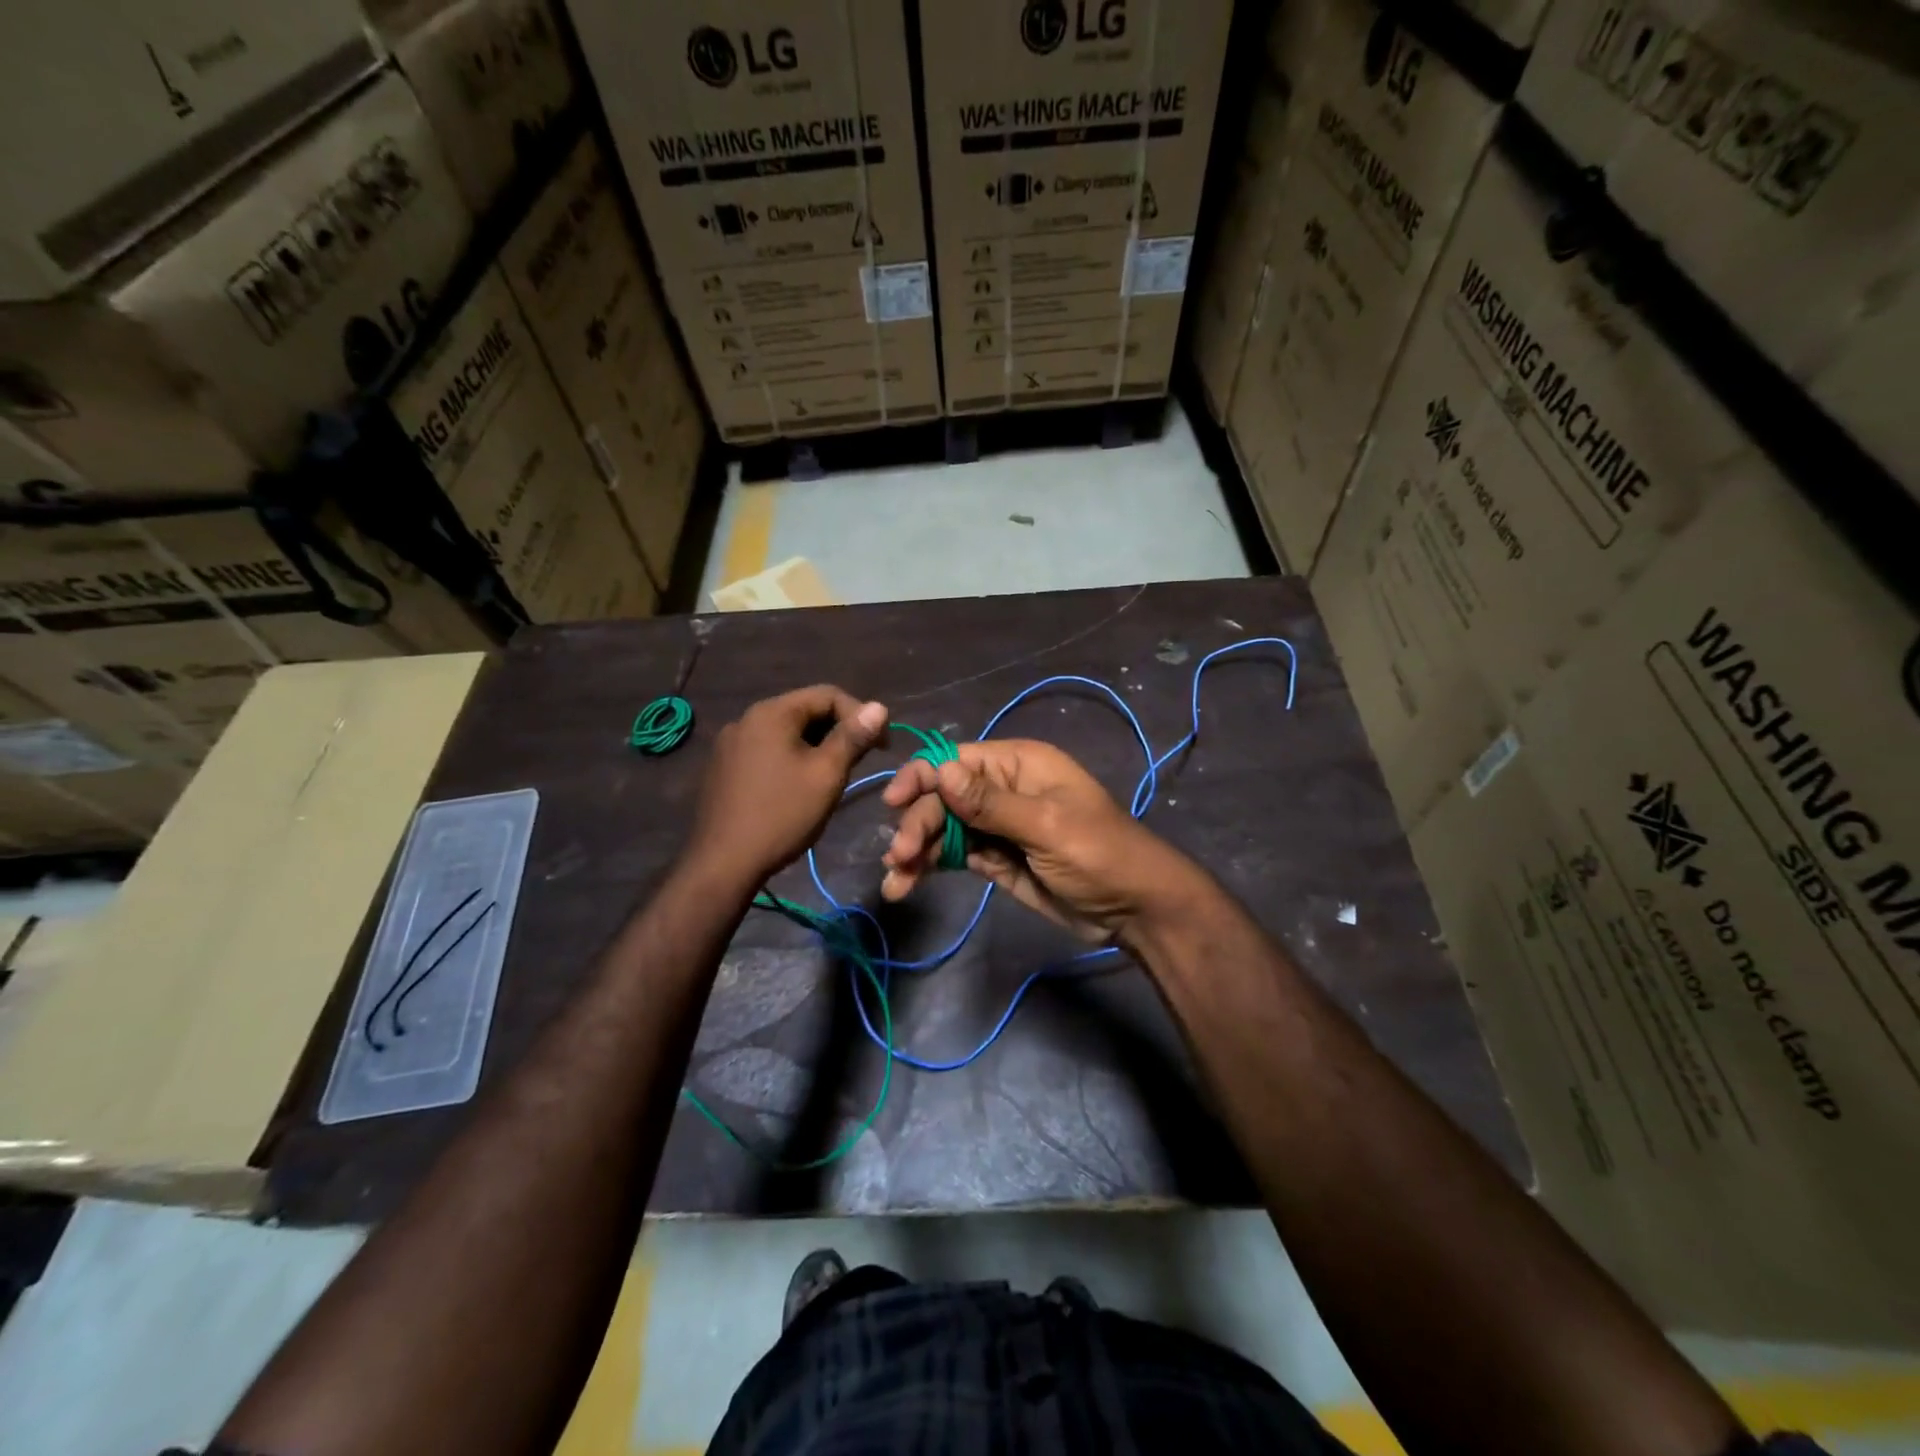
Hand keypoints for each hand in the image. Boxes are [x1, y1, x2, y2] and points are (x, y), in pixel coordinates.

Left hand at [685, 685, 887, 887]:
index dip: (861, 715)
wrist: (723, 862)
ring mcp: (730, 743)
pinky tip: (799, 786)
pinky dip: (791, 758)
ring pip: (786, 733)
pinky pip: (767, 750)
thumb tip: (878, 707)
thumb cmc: (782, 815)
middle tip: (862, 760)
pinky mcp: (723, 767)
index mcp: (772, 713)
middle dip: (838, 730)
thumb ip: (853, 737)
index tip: (882, 745)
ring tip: (834, 774)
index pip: (828, 695)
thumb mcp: (826, 774)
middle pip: (805, 711)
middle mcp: (747, 718)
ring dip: (815, 746)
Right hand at [880, 739, 1197, 941]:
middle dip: (918, 823)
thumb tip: (940, 771)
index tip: (893, 803)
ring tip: (896, 881)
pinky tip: (905, 884)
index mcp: (1018, 765)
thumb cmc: (1099, 854)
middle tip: (899, 857)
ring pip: (943, 829)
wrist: (1134, 909)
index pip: (956, 760)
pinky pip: (954, 856)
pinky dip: (929, 868)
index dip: (922, 777)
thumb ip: (990, 803)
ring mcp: (996, 826)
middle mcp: (1001, 789)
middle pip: (943, 798)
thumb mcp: (1046, 826)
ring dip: (916, 850)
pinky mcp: (994, 858)